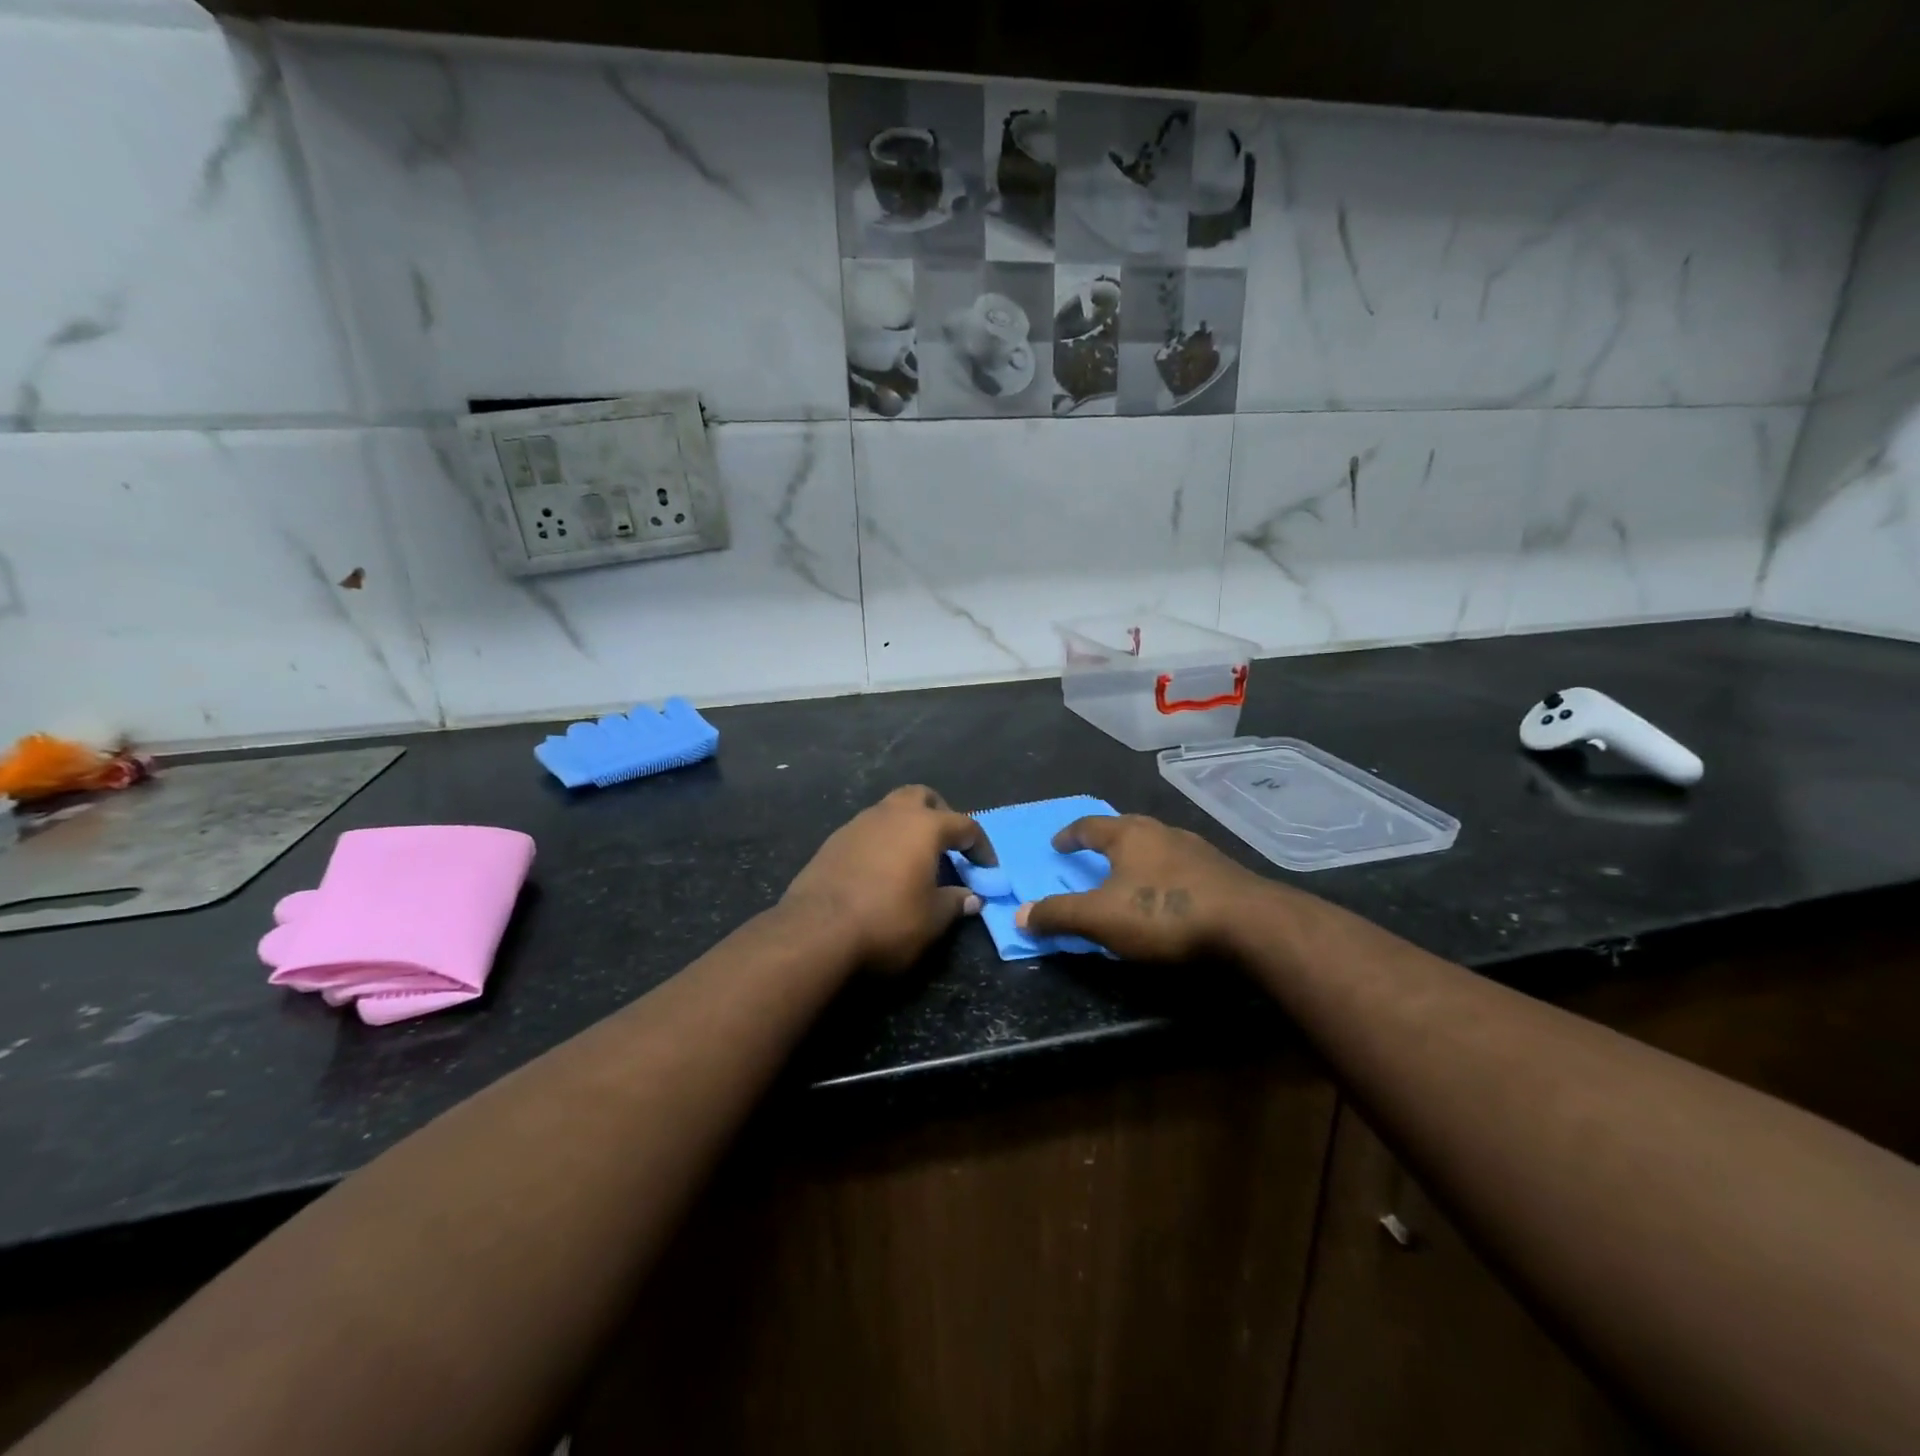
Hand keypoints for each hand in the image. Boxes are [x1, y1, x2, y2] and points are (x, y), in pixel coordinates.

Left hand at [783, 786, 994, 972]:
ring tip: (914, 860)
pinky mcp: (833, 842)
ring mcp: (858, 824)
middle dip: (940, 814)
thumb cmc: (888, 921)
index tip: (987, 869)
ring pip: (890, 810)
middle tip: (948, 846)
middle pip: (922, 797)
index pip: (965, 824)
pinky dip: (882, 842)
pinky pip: (868, 831)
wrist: (817, 931)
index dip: (981, 846)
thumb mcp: (933, 919)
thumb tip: (972, 897)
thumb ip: (956, 902)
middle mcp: (891, 814)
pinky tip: (882, 871)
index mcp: (924, 826)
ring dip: (907, 827)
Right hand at [1014, 813, 1276, 960]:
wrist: (1250, 925)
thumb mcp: (1101, 918)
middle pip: (1125, 830)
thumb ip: (1059, 915)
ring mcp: (1196, 850)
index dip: (1070, 834)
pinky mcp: (1222, 872)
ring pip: (1156, 848)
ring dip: (1138, 860)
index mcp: (1129, 835)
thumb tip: (1019, 914)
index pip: (1089, 825)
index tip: (1058, 844)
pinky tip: (1168, 898)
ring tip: (1129, 879)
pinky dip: (1165, 877)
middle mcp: (1162, 832)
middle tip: (1092, 858)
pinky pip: (1181, 868)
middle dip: (1106, 843)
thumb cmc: (1165, 913)